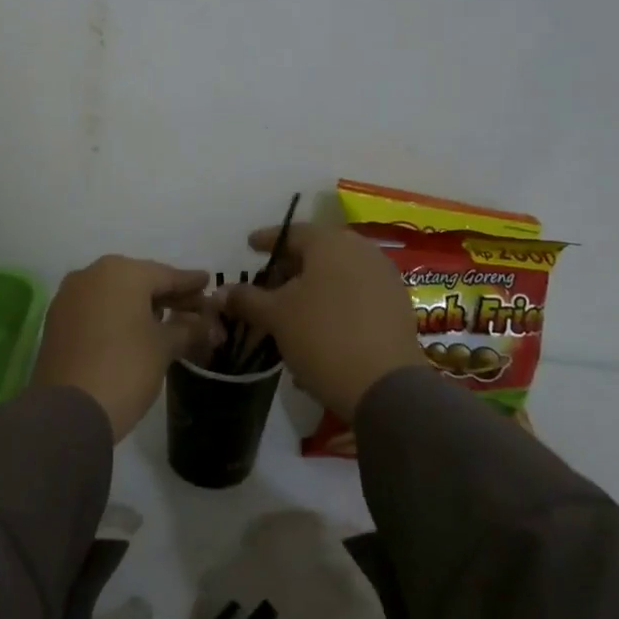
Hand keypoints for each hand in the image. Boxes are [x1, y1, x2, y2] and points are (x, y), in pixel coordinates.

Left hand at [33, 255, 215, 440]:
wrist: (68, 411)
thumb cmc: (125, 368)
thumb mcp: (164, 347)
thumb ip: (188, 328)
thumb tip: (206, 323)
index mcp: (122, 272)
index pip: (166, 274)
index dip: (190, 282)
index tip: (208, 282)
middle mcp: (92, 274)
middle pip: (139, 281)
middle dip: (166, 295)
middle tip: (192, 308)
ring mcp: (70, 296)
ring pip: (115, 294)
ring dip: (140, 305)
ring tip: (165, 321)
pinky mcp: (57, 319)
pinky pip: (96, 308)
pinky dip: (116, 315)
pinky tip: (132, 330)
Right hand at [224, 222, 425, 419]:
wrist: (386, 386)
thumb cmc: (323, 337)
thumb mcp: (276, 316)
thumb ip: (247, 299)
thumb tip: (220, 293)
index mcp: (331, 243)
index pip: (292, 232)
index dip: (267, 240)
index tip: (250, 246)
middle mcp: (362, 250)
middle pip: (318, 252)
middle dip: (291, 266)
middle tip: (269, 284)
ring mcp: (384, 277)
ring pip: (339, 274)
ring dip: (313, 288)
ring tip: (292, 310)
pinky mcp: (398, 305)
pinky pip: (357, 294)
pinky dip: (335, 304)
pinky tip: (319, 328)